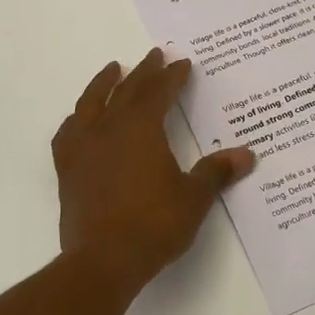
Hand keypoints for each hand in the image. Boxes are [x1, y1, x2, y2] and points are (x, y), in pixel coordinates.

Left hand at [51, 50, 255, 291]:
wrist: (103, 260)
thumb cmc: (154, 225)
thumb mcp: (193, 198)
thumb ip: (216, 172)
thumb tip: (247, 155)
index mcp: (142, 129)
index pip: (159, 92)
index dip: (173, 77)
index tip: (183, 64)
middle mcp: (109, 129)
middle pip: (127, 90)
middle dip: (144, 72)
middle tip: (155, 55)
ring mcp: (83, 147)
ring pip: (91, 103)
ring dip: (104, 83)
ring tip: (113, 70)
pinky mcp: (66, 169)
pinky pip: (68, 133)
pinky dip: (76, 120)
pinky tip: (80, 120)